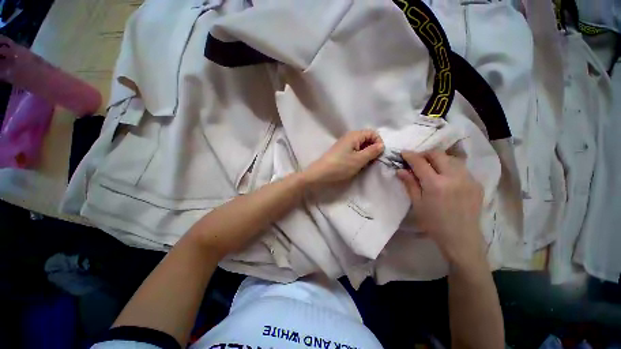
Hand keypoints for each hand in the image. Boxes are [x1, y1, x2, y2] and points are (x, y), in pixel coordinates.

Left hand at [302, 130, 383, 186]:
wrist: (321, 173)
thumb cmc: (341, 165)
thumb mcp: (359, 159)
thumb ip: (372, 151)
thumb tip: (382, 145)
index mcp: (355, 135)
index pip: (373, 133)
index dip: (378, 143)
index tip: (379, 155)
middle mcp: (350, 136)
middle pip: (367, 138)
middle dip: (373, 148)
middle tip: (373, 161)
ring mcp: (345, 144)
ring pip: (361, 145)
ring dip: (366, 153)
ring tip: (365, 164)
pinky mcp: (341, 151)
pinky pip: (355, 150)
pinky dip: (359, 156)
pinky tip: (358, 164)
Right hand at [396, 151, 484, 265]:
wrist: (461, 238)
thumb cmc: (434, 222)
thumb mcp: (417, 203)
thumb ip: (409, 184)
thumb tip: (400, 170)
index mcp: (435, 184)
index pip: (420, 162)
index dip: (410, 155)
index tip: (403, 153)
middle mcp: (453, 177)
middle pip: (438, 154)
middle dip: (424, 154)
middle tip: (417, 160)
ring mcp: (468, 179)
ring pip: (451, 158)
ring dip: (438, 159)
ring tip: (431, 167)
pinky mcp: (476, 183)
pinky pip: (461, 168)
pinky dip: (450, 167)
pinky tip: (445, 177)